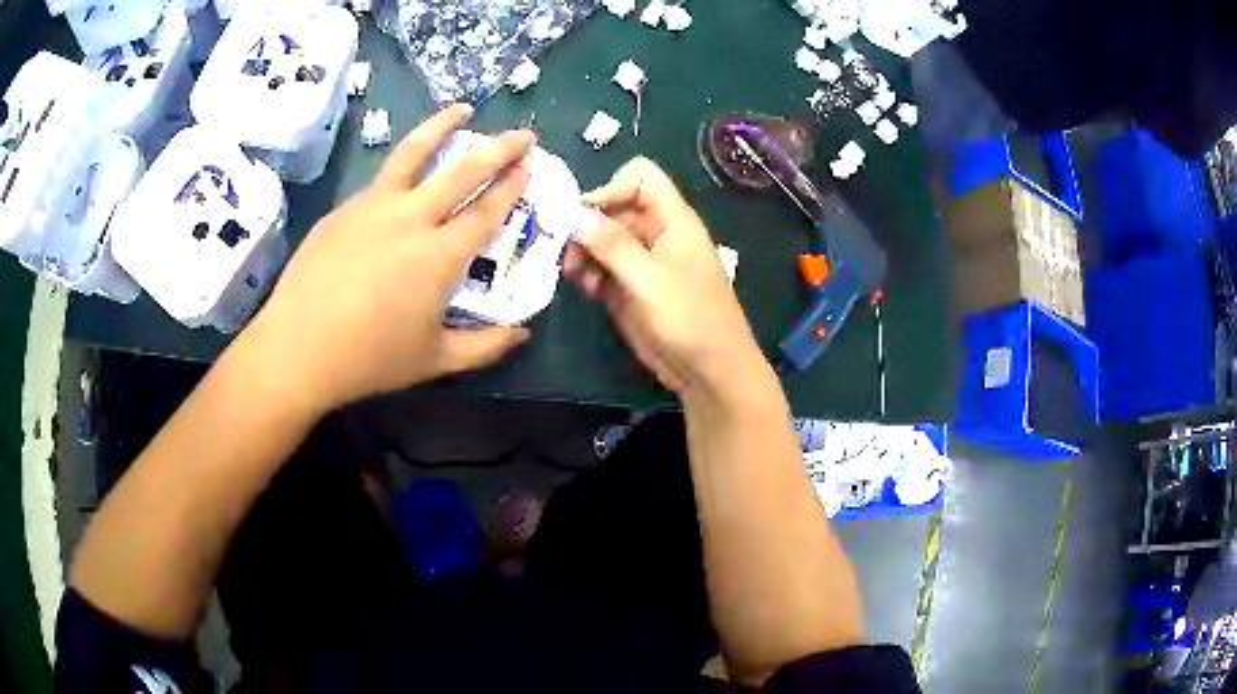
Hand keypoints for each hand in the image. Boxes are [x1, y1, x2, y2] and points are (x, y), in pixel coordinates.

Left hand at [242, 104, 533, 412]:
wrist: (297, 348)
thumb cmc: (369, 359)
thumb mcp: (434, 360)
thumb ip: (485, 346)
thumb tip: (522, 334)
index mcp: (440, 256)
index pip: (486, 211)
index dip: (512, 188)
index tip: (529, 166)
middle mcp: (411, 218)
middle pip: (463, 171)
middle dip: (499, 149)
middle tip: (522, 133)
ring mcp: (373, 206)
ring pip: (414, 153)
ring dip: (443, 126)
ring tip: (462, 109)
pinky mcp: (344, 208)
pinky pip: (382, 177)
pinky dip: (403, 162)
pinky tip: (407, 168)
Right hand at [564, 157, 764, 395]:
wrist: (709, 371)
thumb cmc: (690, 319)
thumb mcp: (650, 280)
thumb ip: (612, 245)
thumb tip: (575, 215)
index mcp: (673, 220)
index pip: (641, 177)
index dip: (612, 188)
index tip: (586, 216)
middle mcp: (656, 233)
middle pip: (614, 207)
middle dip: (589, 224)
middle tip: (568, 250)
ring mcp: (641, 261)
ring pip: (602, 238)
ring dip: (583, 250)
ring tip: (573, 273)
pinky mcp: (629, 288)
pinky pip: (602, 267)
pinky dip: (588, 272)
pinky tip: (583, 288)